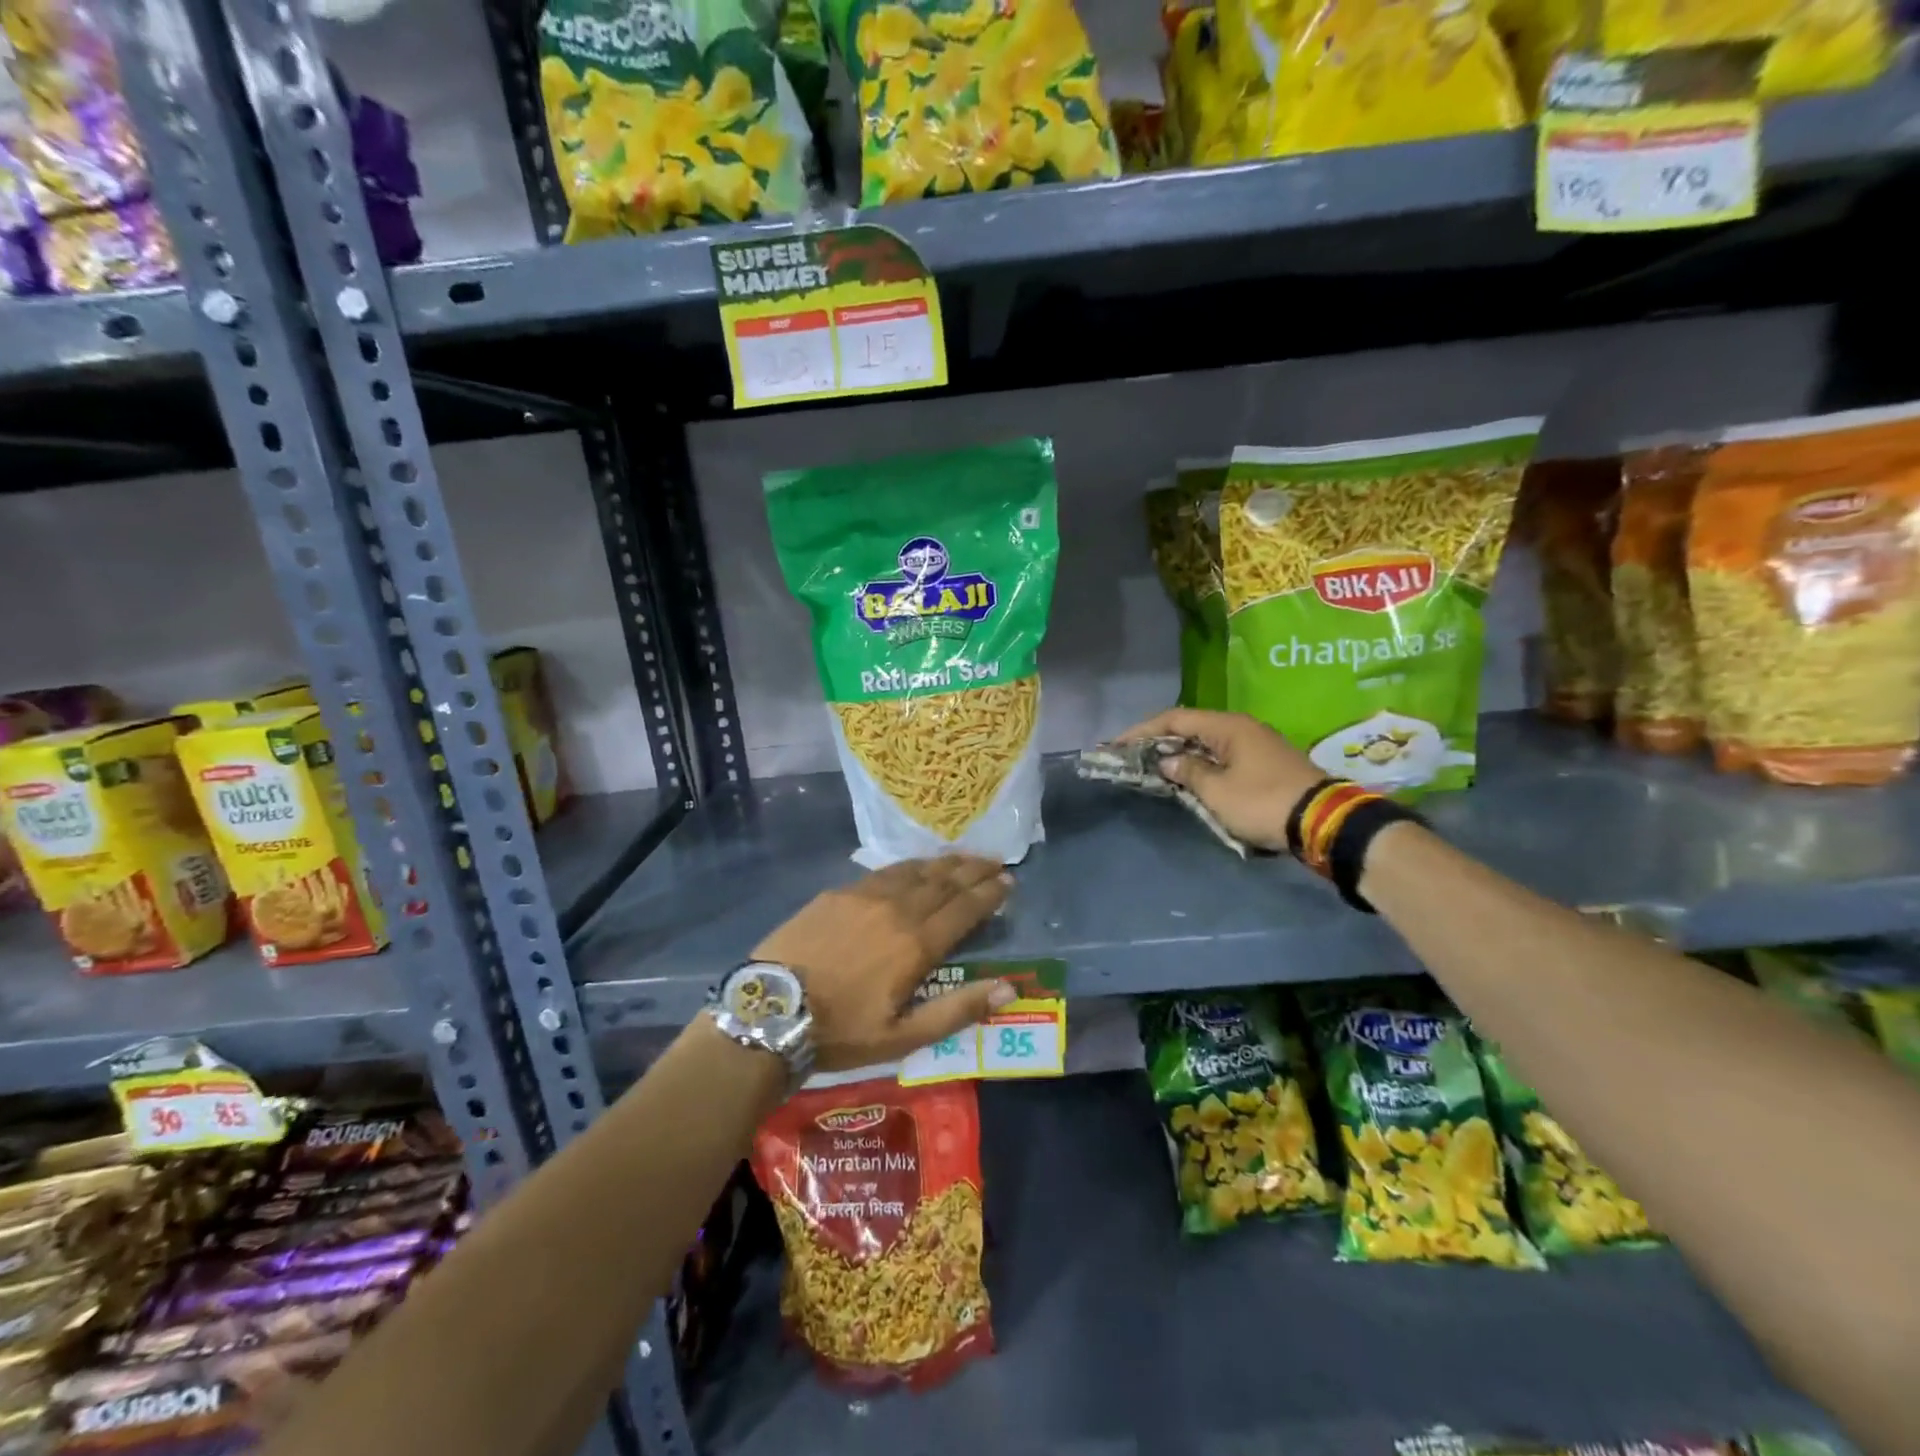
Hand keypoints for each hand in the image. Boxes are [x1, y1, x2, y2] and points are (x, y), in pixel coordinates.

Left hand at [753, 856, 1015, 1071]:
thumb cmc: (841, 1031)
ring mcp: (865, 896)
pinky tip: (914, 867)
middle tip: (996, 862)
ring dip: (944, 863)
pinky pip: (884, 871)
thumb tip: (1009, 990)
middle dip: (974, 870)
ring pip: (915, 871)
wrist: (771, 1009)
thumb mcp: (903, 1036)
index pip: (964, 908)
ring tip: (964, 858)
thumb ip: (958, 1010)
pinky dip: (909, 866)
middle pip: (944, 882)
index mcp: (916, 944)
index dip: (989, 893)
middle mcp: (896, 909)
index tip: (1009, 882)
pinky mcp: (838, 893)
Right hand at [1115, 708, 1320, 852]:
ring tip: (1156, 768)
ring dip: (1181, 753)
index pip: (1175, 718)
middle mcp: (1242, 728)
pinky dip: (1201, 763)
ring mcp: (1257, 744)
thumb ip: (1187, 771)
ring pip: (1208, 742)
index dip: (1143, 730)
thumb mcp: (1217, 791)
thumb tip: (1167, 760)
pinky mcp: (1266, 763)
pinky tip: (1189, 777)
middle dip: (1160, 741)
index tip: (1118, 745)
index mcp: (1228, 726)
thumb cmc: (1263, 802)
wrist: (1324, 822)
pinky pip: (1223, 756)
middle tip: (1134, 756)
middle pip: (1191, 727)